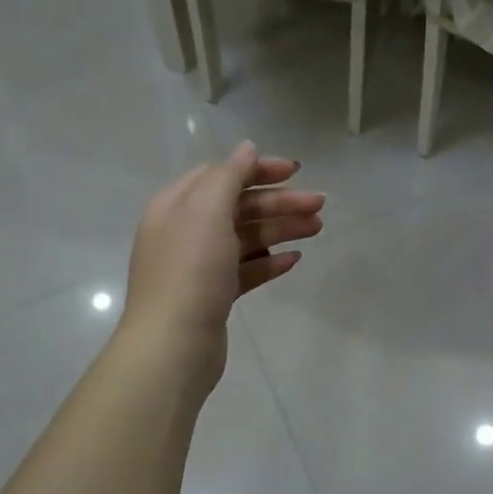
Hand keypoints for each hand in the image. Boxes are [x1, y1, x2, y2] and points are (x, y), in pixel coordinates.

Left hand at [120, 142, 322, 385]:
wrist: (173, 345)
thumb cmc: (190, 271)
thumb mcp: (207, 211)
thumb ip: (228, 175)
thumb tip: (246, 148)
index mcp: (176, 205)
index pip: (221, 175)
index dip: (258, 169)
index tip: (296, 172)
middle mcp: (185, 231)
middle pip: (238, 206)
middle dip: (279, 202)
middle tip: (319, 205)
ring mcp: (198, 266)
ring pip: (245, 238)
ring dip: (280, 229)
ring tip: (316, 230)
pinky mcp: (213, 296)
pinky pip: (245, 270)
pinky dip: (269, 262)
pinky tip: (293, 261)